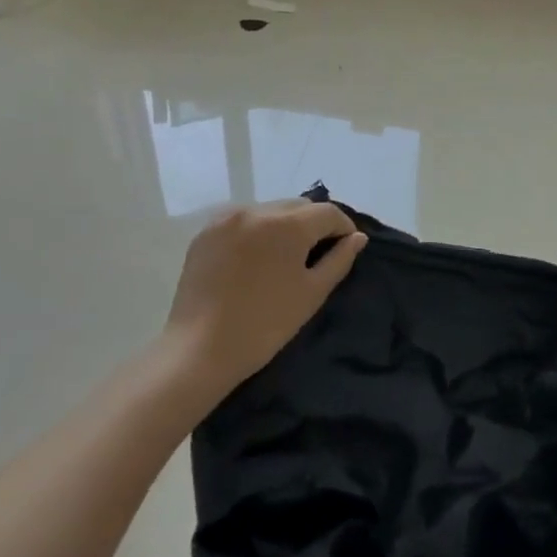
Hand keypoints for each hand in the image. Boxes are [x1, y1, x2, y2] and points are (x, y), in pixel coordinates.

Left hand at [159, 201, 366, 404]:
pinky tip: (256, 257)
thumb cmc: (265, 325)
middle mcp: (257, 210)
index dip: (343, 227)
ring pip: (270, 210)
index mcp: (287, 224)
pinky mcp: (206, 231)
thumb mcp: (312, 293)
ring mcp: (228, 218)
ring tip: (285, 255)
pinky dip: (257, 231)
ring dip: (285, 225)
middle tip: (318, 252)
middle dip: (314, 223)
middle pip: (299, 206)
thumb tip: (357, 237)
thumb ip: (339, 259)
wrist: (199, 349)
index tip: (347, 247)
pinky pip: (244, 220)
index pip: (327, 212)